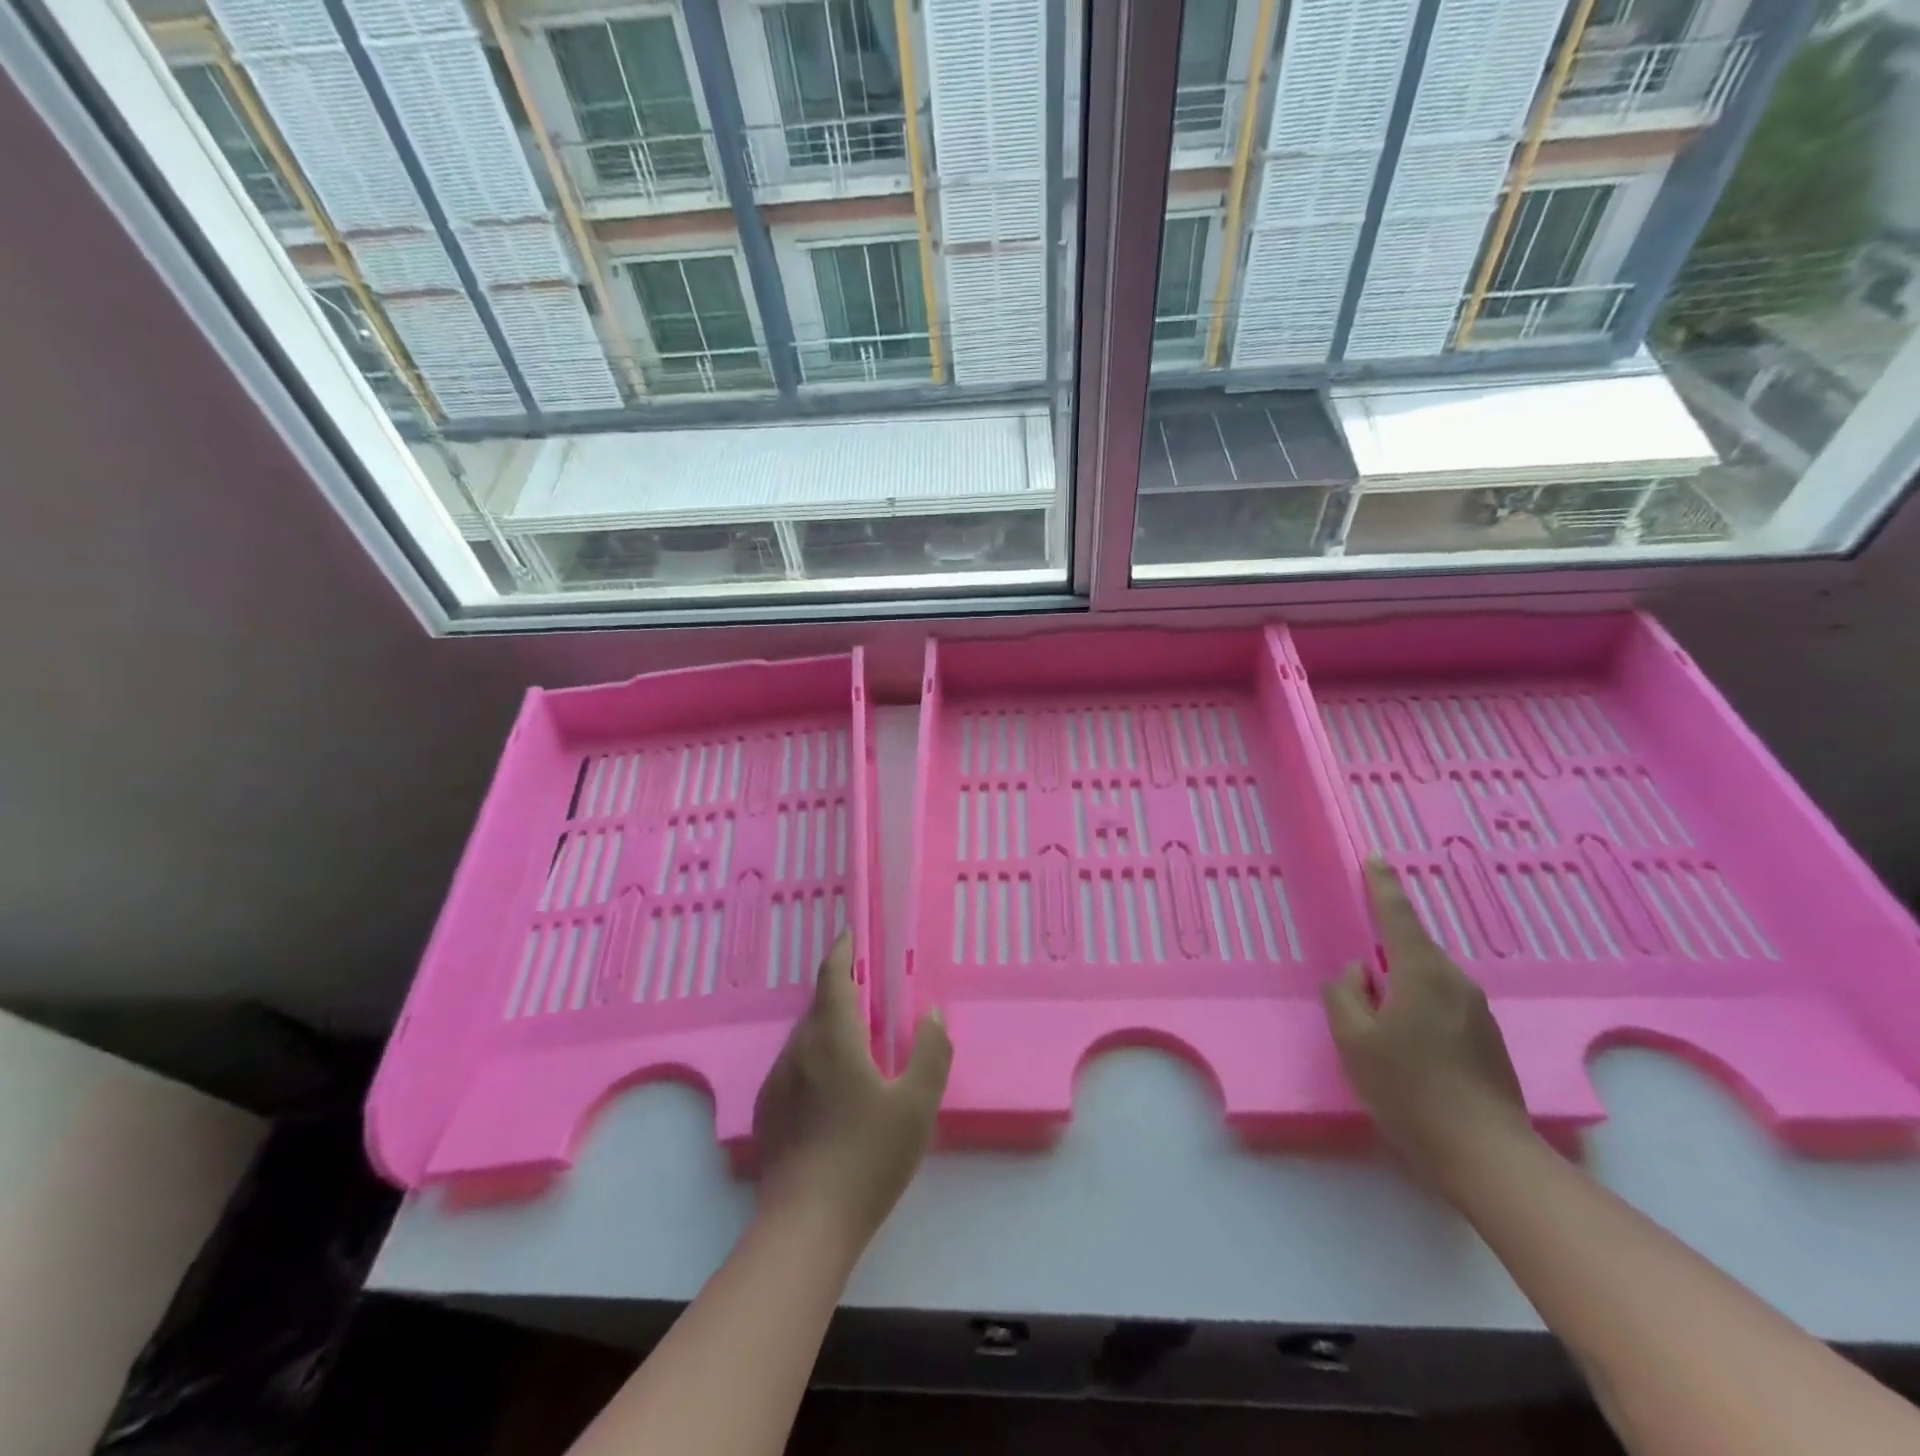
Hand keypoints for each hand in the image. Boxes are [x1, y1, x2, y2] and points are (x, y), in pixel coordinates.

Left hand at [752, 930, 950, 1244]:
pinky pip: (796, 1067)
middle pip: (820, 1005)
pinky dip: (817, 1059)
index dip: (843, 950)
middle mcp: (799, 1048)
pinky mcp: (769, 1111)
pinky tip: (836, 1093)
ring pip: (807, 1038)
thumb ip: (930, 1053)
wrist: (805, 1227)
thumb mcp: (916, 1105)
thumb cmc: (867, 1157)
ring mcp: (778, 1080)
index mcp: (832, 1037)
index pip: (833, 976)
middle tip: (875, 999)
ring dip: (831, 1029)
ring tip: (860, 1047)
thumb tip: (932, 1015)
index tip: (852, 932)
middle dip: (844, 993)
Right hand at [1322, 860, 1533, 1189]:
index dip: (1383, 886)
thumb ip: (1344, 994)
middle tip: (1360, 966)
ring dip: (1401, 982)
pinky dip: (1417, 1004)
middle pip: (1413, 948)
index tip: (1376, 859)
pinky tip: (1404, 1040)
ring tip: (1377, 1013)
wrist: (1485, 1154)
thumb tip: (1357, 973)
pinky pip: (1441, 1003)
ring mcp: (1476, 1011)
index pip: (1398, 915)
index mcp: (1422, 972)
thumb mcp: (1353, 1038)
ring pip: (1427, 979)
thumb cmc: (1409, 1089)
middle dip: (1386, 947)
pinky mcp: (1486, 1039)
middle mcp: (1455, 982)